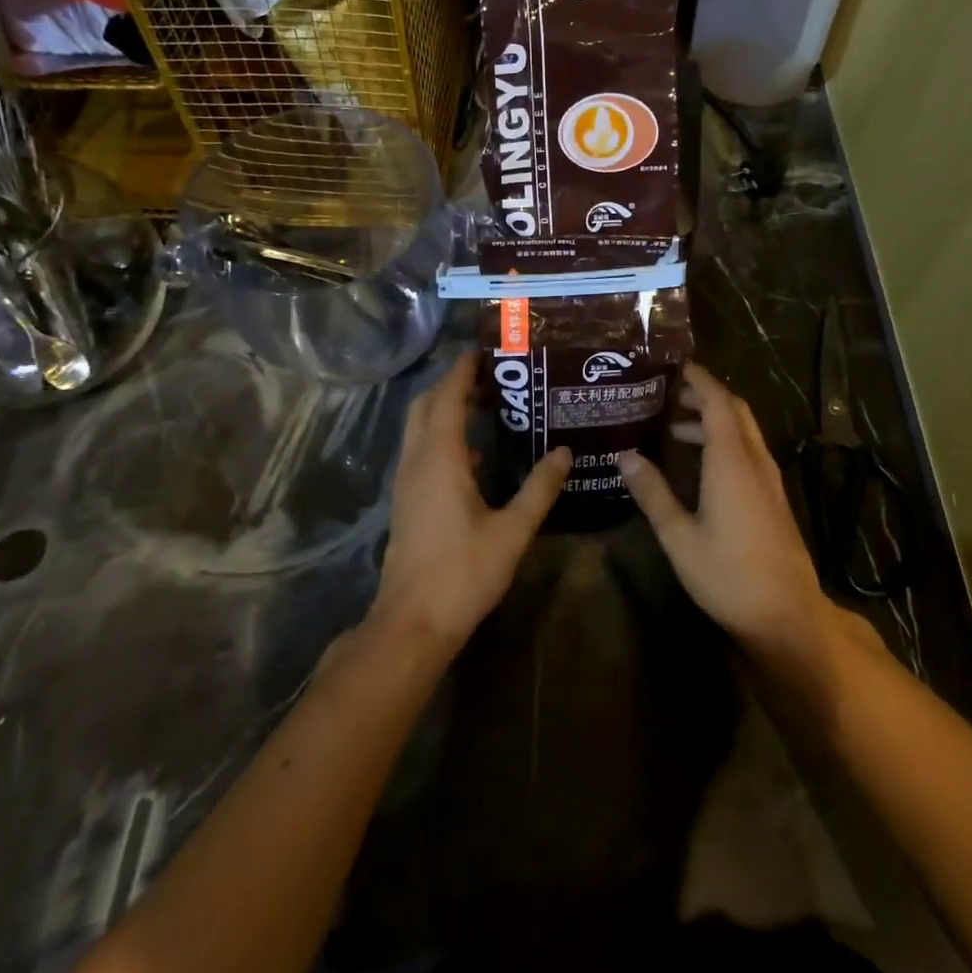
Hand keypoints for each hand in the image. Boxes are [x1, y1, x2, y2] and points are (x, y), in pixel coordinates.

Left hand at [369, 352, 570, 661]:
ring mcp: (406, 481)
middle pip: (426, 404)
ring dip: (445, 408)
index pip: (447, 395)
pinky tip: (473, 453)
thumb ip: (539, 488)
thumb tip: (565, 452)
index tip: (487, 350)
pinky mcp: (406, 500)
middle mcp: (416, 460)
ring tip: (486, 403)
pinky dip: (442, 435)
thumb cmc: (463, 573)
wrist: (412, 622)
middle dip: (453, 383)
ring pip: (419, 427)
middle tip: (491, 375)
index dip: (463, 369)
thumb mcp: (512, 531)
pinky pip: (421, 450)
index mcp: (439, 457)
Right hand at [616, 363, 833, 659]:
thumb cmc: (728, 575)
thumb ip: (653, 492)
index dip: (698, 379)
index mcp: (732, 462)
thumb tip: (624, 455)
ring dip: (713, 420)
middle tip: (668, 392)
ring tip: (673, 427)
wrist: (787, 616)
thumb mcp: (679, 536)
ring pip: (743, 431)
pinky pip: (748, 451)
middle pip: (735, 411)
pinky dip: (724, 441)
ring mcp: (769, 480)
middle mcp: (754, 461)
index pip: (718, 402)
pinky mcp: (773, 498)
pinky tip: (700, 464)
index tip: (673, 365)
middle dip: (704, 395)